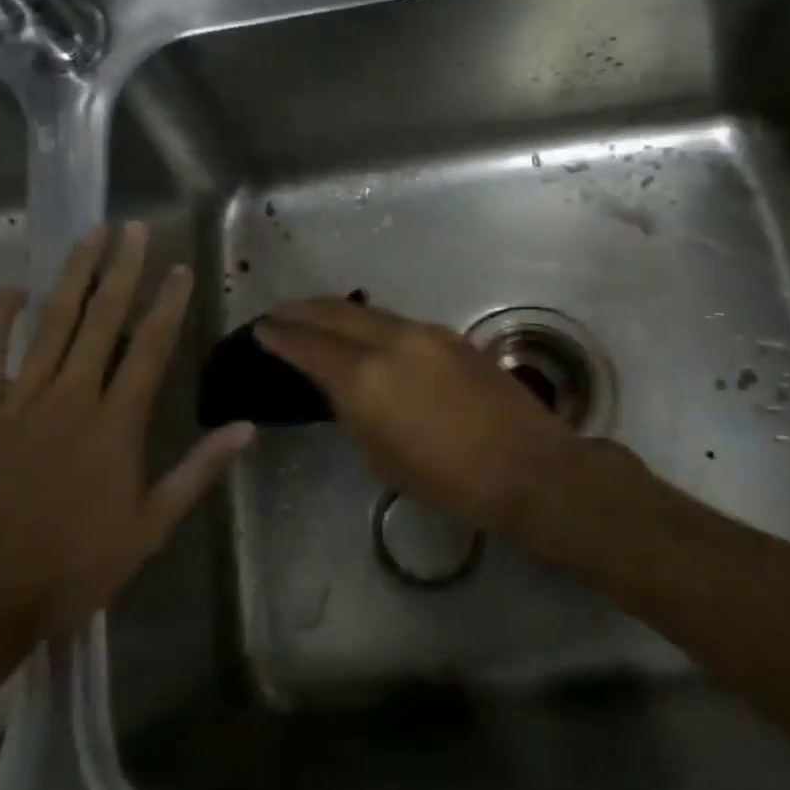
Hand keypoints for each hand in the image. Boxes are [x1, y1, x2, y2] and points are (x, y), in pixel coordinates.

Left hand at [0, 222, 253, 653]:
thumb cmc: (73, 566)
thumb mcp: (150, 527)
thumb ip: (197, 471)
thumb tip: (245, 428)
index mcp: (117, 423)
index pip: (151, 347)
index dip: (168, 303)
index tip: (180, 268)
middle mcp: (73, 396)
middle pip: (102, 320)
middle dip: (122, 270)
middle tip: (133, 228)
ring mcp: (21, 399)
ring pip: (52, 323)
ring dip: (73, 276)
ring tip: (90, 236)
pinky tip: (12, 289)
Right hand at [255, 298, 586, 534]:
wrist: (527, 466)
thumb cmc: (448, 480)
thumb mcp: (382, 454)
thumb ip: (355, 410)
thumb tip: (343, 387)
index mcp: (366, 378)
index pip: (310, 346)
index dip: (281, 336)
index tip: (261, 329)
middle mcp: (392, 341)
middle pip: (336, 313)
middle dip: (302, 310)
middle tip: (279, 312)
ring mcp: (425, 333)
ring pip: (369, 313)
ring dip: (337, 312)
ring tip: (316, 317)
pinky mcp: (451, 336)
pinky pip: (397, 321)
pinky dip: (371, 323)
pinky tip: (367, 335)